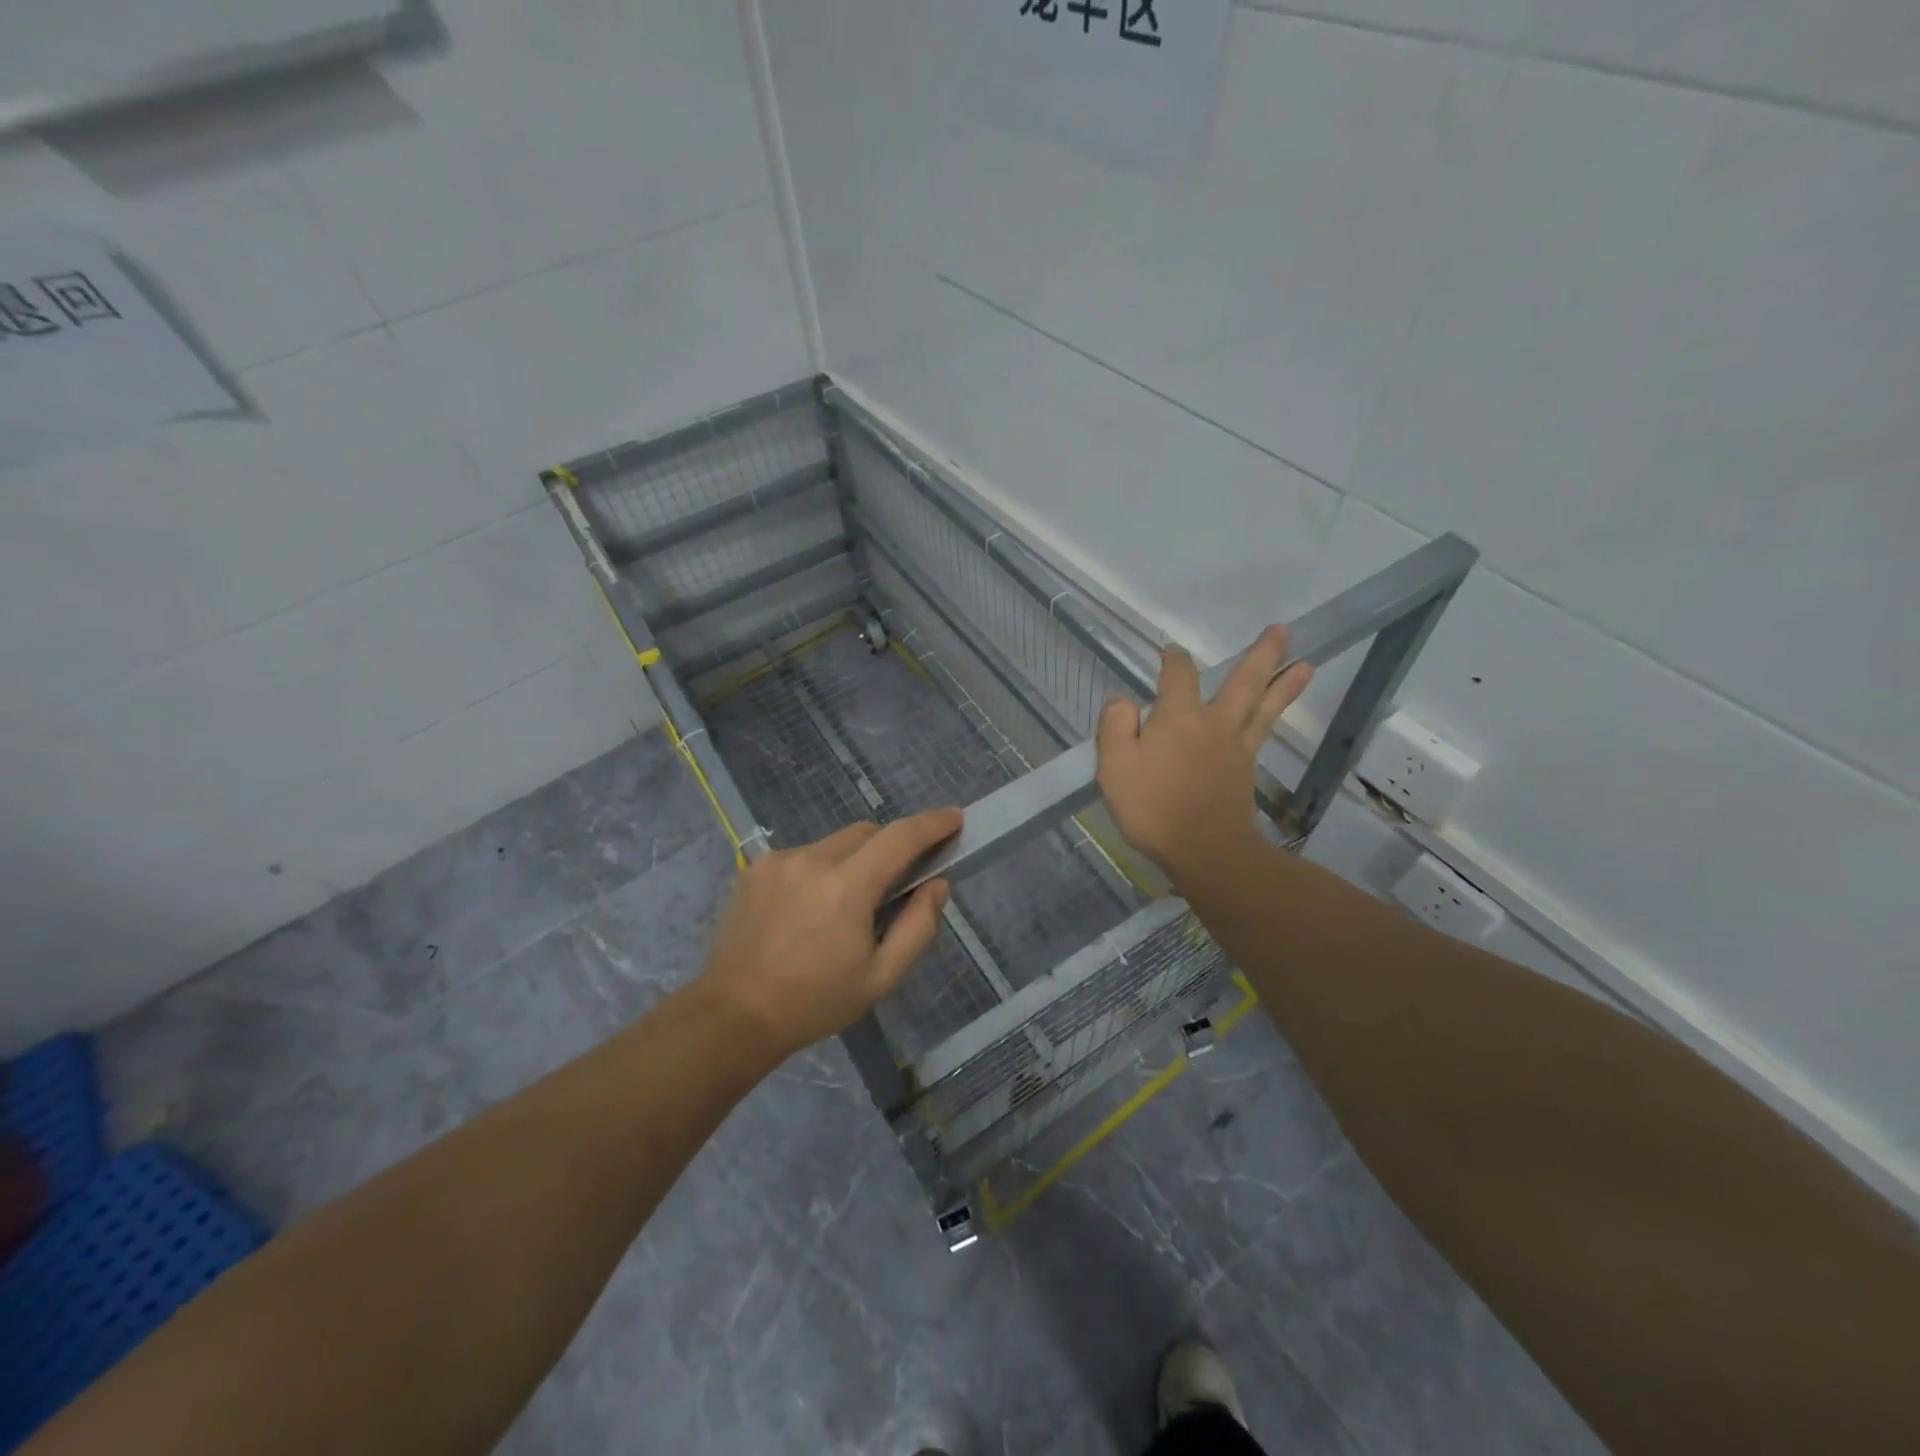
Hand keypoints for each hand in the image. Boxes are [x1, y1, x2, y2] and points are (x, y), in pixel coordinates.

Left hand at [695, 809, 960, 1057]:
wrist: (734, 1015)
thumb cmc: (815, 1002)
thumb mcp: (881, 977)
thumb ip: (918, 926)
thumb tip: (937, 884)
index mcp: (847, 887)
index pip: (900, 837)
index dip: (932, 823)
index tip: (955, 819)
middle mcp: (813, 859)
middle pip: (868, 832)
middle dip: (891, 847)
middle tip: (899, 881)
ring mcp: (780, 860)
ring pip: (835, 842)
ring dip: (854, 859)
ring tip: (847, 905)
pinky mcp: (757, 867)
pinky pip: (805, 854)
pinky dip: (822, 869)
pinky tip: (811, 908)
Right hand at [1096, 626, 1311, 892]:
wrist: (1205, 850)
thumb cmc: (1153, 807)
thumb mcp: (1114, 765)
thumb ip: (1115, 725)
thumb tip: (1124, 701)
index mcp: (1178, 717)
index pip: (1178, 676)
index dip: (1174, 659)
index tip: (1171, 650)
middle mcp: (1213, 723)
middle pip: (1243, 682)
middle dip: (1260, 655)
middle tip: (1281, 630)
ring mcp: (1236, 747)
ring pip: (1263, 706)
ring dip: (1284, 683)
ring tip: (1306, 664)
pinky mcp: (1246, 771)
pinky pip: (1262, 732)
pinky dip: (1274, 715)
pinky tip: (1275, 712)